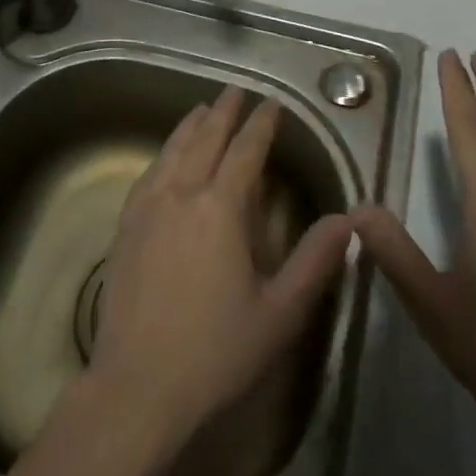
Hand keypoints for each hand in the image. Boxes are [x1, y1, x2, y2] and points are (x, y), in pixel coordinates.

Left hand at [87, 86, 355, 449]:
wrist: (138, 386)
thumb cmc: (217, 352)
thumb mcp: (280, 312)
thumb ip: (315, 261)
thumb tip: (348, 219)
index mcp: (221, 208)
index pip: (246, 151)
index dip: (261, 124)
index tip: (272, 104)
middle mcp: (182, 194)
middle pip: (205, 139)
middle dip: (224, 112)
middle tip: (237, 90)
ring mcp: (148, 207)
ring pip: (173, 150)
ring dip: (191, 126)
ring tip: (203, 109)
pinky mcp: (126, 225)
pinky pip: (148, 173)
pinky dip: (163, 152)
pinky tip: (166, 157)